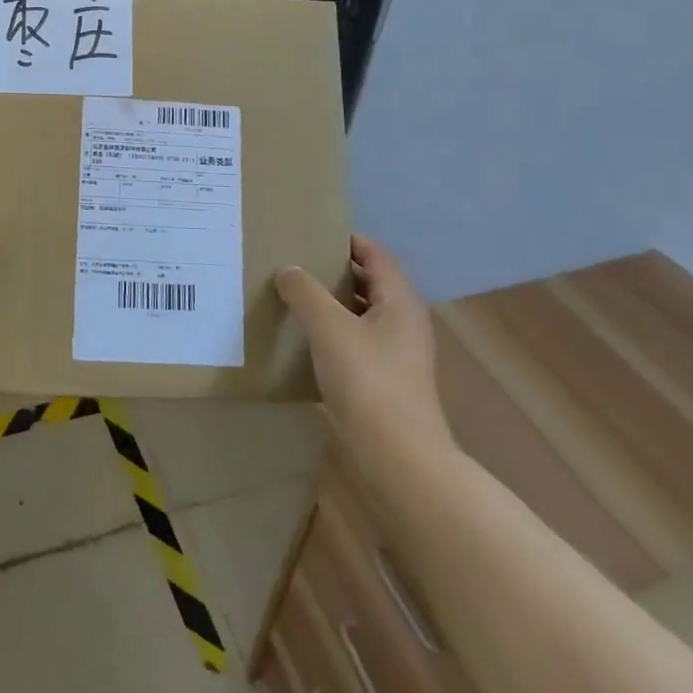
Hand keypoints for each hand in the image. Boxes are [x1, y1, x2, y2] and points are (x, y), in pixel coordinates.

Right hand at [276, 235, 453, 460]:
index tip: (312, 233)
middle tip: (295, 261)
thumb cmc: (367, 381)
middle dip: (334, 271)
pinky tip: (304, 339)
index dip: (347, 240)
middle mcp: (403, 323)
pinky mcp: (384, 383)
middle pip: (369, 283)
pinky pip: (356, 343)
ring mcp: (397, 356)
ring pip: (361, 315)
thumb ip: (305, 292)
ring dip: (331, 304)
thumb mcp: (328, 327)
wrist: (398, 459)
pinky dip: (332, 333)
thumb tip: (288, 270)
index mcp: (400, 302)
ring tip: (293, 296)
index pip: (376, 255)